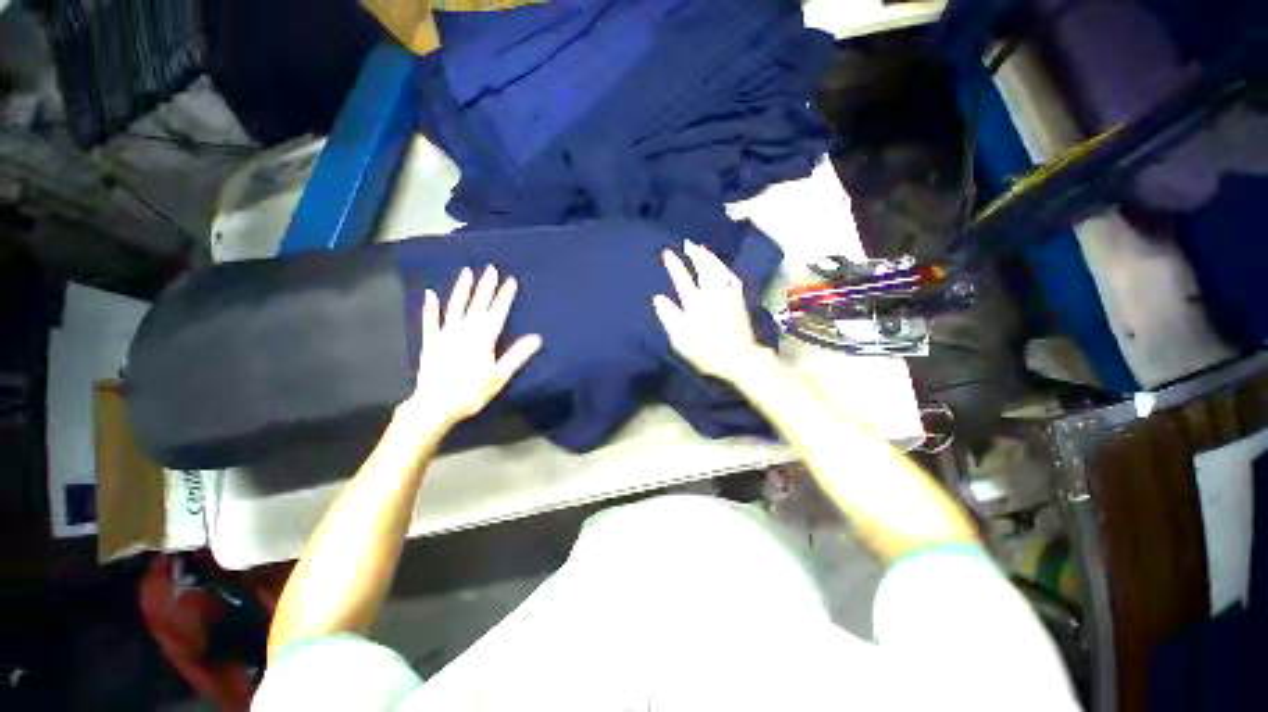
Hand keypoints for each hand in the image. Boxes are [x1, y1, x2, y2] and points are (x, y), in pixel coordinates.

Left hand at [397, 266, 541, 428]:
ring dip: (462, 289)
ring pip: (455, 307)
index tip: (510, 281)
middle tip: (490, 268)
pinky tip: (430, 293)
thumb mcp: (500, 375)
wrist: (436, 405)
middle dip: (486, 287)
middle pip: (478, 305)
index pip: (497, 313)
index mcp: (483, 339)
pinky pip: (430, 320)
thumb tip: (536, 338)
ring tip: (467, 273)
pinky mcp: (430, 342)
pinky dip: (430, 307)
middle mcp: (465, 331)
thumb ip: (517, 355)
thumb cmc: (472, 392)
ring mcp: (445, 335)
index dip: (504, 296)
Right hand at [652, 241, 767, 382]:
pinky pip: (733, 280)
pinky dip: (727, 270)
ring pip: (720, 270)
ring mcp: (728, 297)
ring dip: (711, 258)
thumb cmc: (706, 353)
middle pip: (704, 268)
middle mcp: (712, 295)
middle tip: (688, 243)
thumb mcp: (681, 340)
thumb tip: (658, 298)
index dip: (674, 265)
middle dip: (695, 254)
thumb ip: (670, 317)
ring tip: (703, 249)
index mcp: (696, 304)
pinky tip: (724, 268)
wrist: (739, 360)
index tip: (667, 253)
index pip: (682, 279)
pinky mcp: (739, 302)